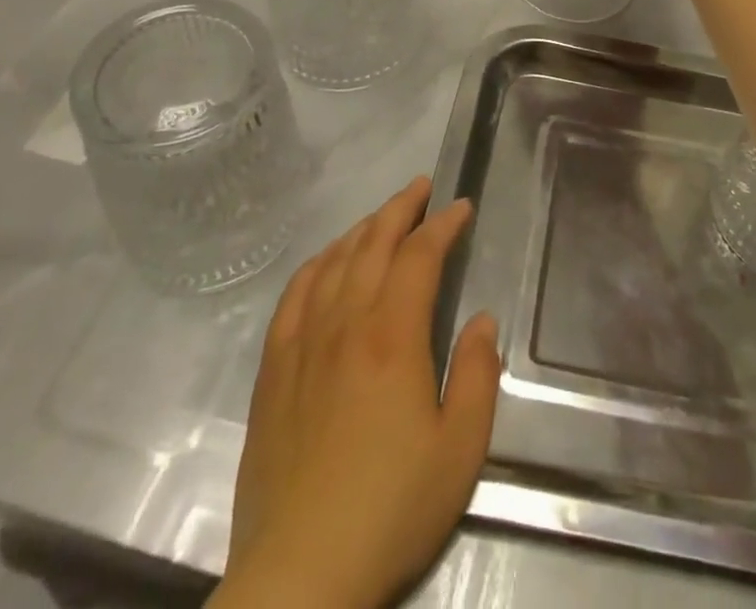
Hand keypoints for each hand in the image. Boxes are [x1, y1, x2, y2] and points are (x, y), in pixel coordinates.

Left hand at [211, 178, 499, 608]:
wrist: (299, 575)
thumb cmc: (390, 510)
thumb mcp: (460, 451)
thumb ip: (477, 376)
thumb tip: (482, 320)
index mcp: (392, 337)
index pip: (420, 256)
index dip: (443, 225)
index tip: (462, 207)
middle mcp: (345, 323)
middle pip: (373, 243)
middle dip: (401, 208)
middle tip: (422, 187)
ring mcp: (303, 343)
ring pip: (334, 261)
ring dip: (363, 228)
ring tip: (383, 216)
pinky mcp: (273, 369)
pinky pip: (294, 295)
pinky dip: (316, 264)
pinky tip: (326, 260)